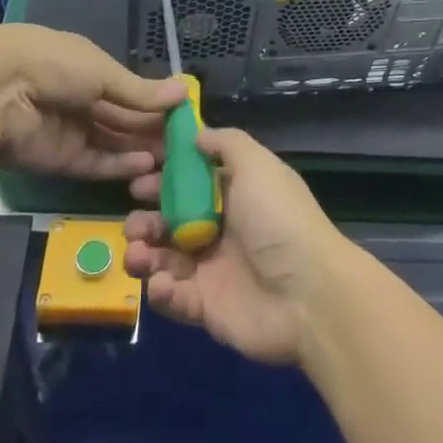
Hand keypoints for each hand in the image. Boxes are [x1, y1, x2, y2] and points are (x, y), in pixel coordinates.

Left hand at [0, 26, 185, 180]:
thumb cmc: (56, 65)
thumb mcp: (105, 72)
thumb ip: (142, 91)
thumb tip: (183, 92)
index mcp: (88, 69)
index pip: (129, 89)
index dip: (155, 102)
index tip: (184, 115)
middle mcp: (80, 99)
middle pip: (123, 119)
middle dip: (152, 130)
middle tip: (186, 145)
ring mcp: (69, 131)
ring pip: (112, 144)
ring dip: (140, 150)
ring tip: (172, 160)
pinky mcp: (59, 161)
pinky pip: (96, 164)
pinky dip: (119, 165)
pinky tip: (145, 165)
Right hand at [124, 126, 347, 364]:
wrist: (308, 294)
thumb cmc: (279, 220)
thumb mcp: (257, 166)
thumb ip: (227, 144)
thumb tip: (197, 134)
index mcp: (236, 196)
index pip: (191, 184)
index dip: (164, 179)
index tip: (139, 178)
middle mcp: (222, 230)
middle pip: (171, 222)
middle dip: (146, 221)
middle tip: (134, 223)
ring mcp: (213, 271)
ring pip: (164, 260)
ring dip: (144, 254)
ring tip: (137, 253)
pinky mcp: (206, 308)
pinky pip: (173, 298)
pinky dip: (161, 291)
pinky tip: (161, 284)